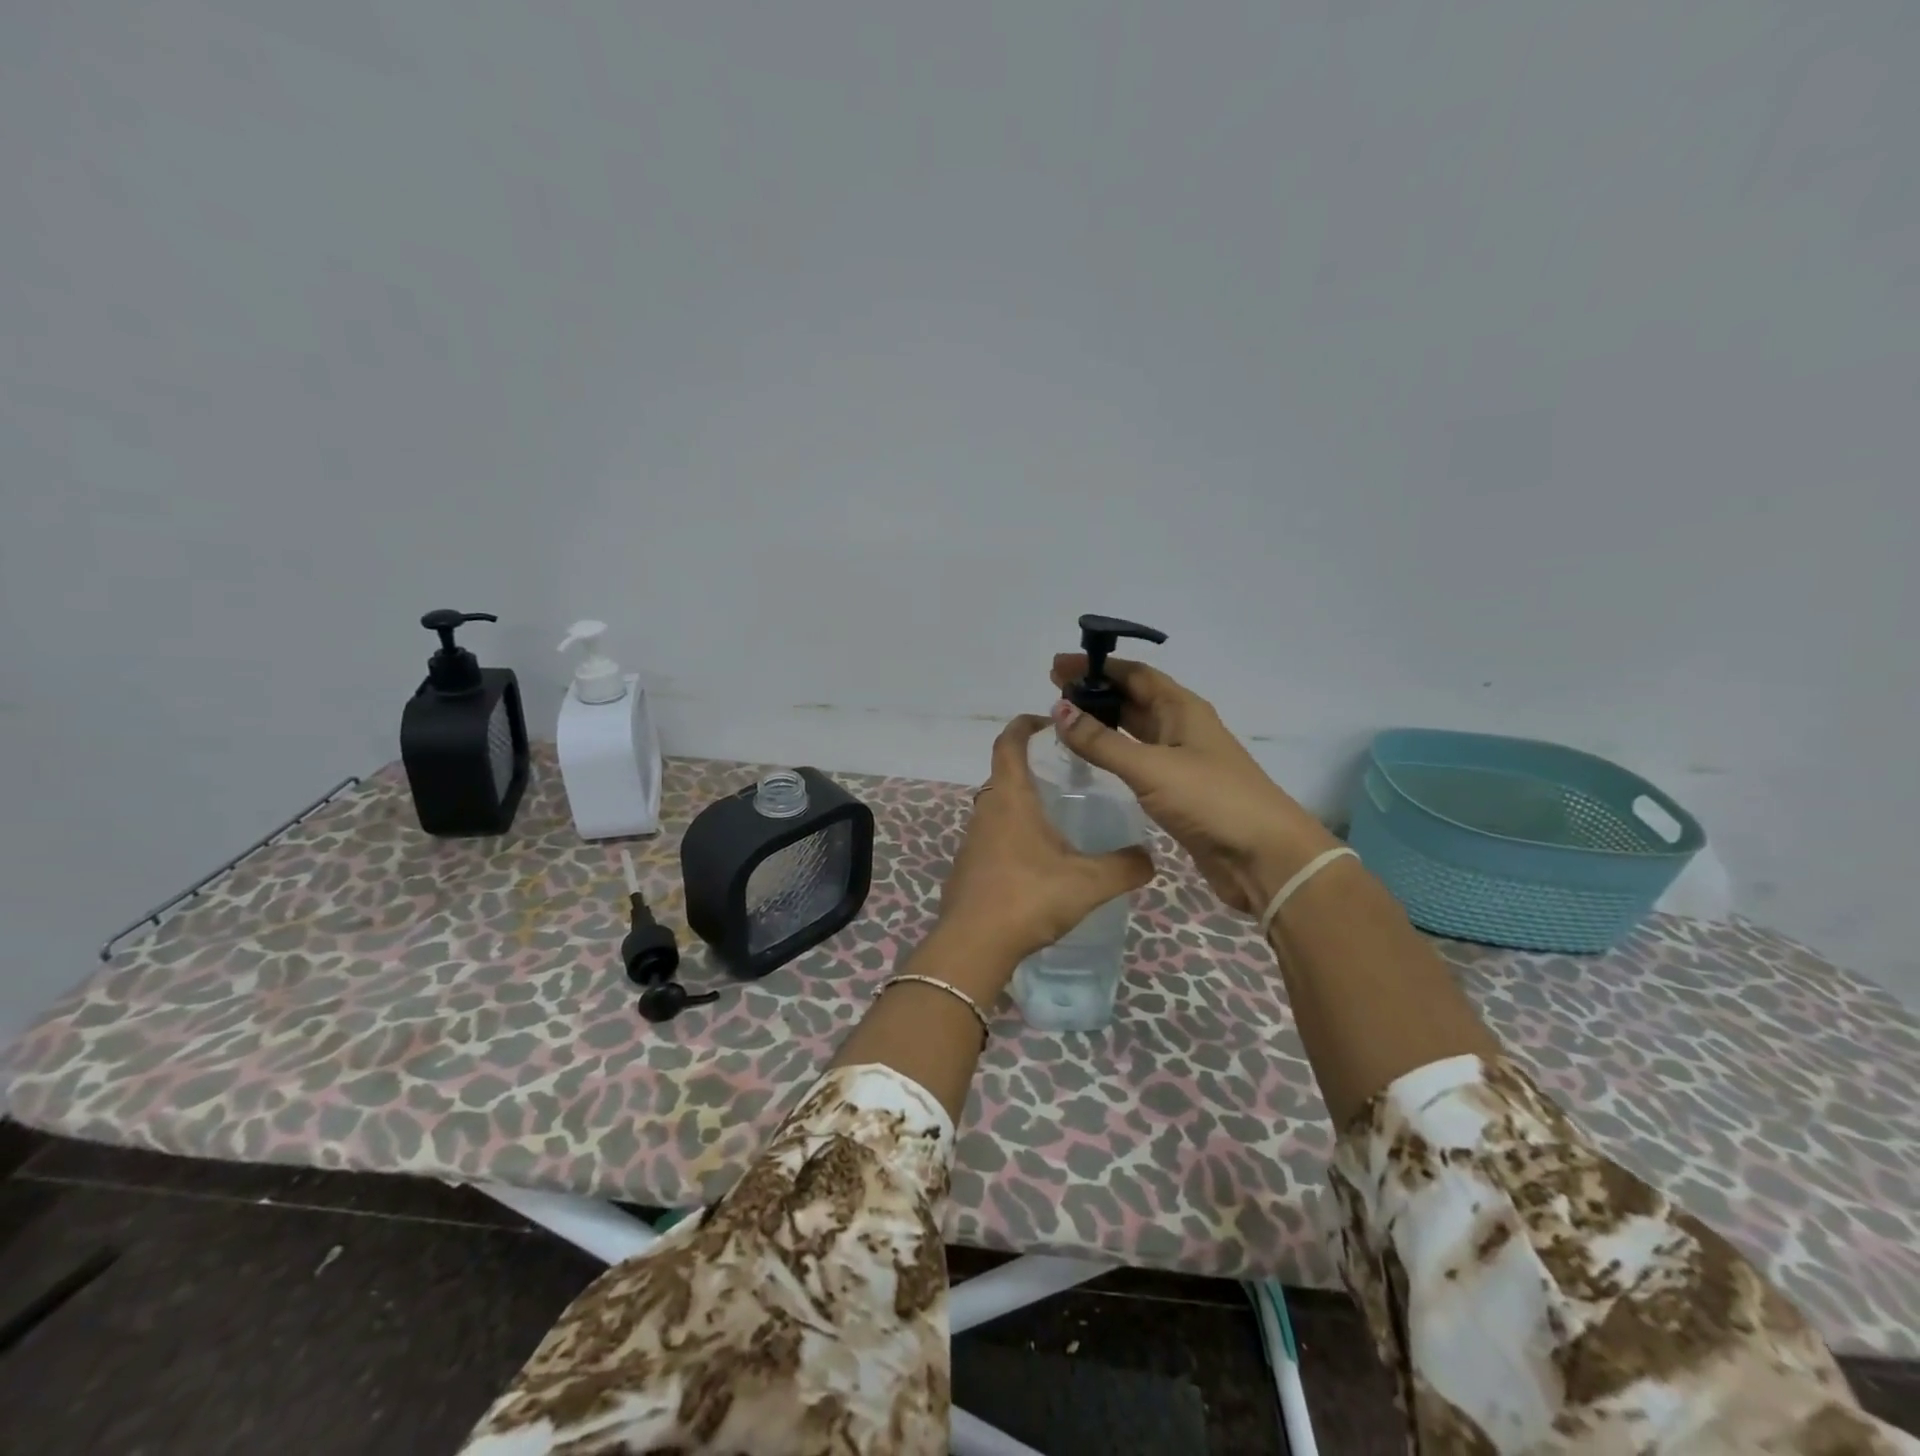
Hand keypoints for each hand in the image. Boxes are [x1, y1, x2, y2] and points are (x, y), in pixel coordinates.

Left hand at [935, 715, 1155, 971]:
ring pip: (997, 808)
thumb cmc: (1029, 898)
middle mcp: (986, 811)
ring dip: (1022, 803)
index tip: (1047, 722)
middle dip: (1030, 766)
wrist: (973, 946)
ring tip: (1057, 817)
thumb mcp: (1088, 883)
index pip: (1009, 743)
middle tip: (1066, 775)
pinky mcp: (967, 868)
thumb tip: (1150, 857)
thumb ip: (1125, 867)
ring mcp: (971, 840)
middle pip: (1003, 774)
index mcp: (1010, 798)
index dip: (1025, 725)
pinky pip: (991, 837)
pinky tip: (1037, 861)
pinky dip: (1012, 835)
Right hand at [1049, 655, 1338, 915]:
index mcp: (1182, 709)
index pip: (1134, 674)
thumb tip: (1057, 710)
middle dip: (1095, 691)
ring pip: (1134, 729)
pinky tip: (1091, 758)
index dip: (1096, 666)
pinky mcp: (1177, 790)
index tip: (1057, 666)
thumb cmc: (1211, 800)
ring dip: (1102, 721)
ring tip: (1064, 720)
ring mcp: (1181, 759)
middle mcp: (1182, 727)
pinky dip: (1112, 753)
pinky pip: (1137, 760)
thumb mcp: (1151, 767)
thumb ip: (1101, 741)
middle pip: (1133, 698)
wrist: (1263, 857)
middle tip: (1052, 692)